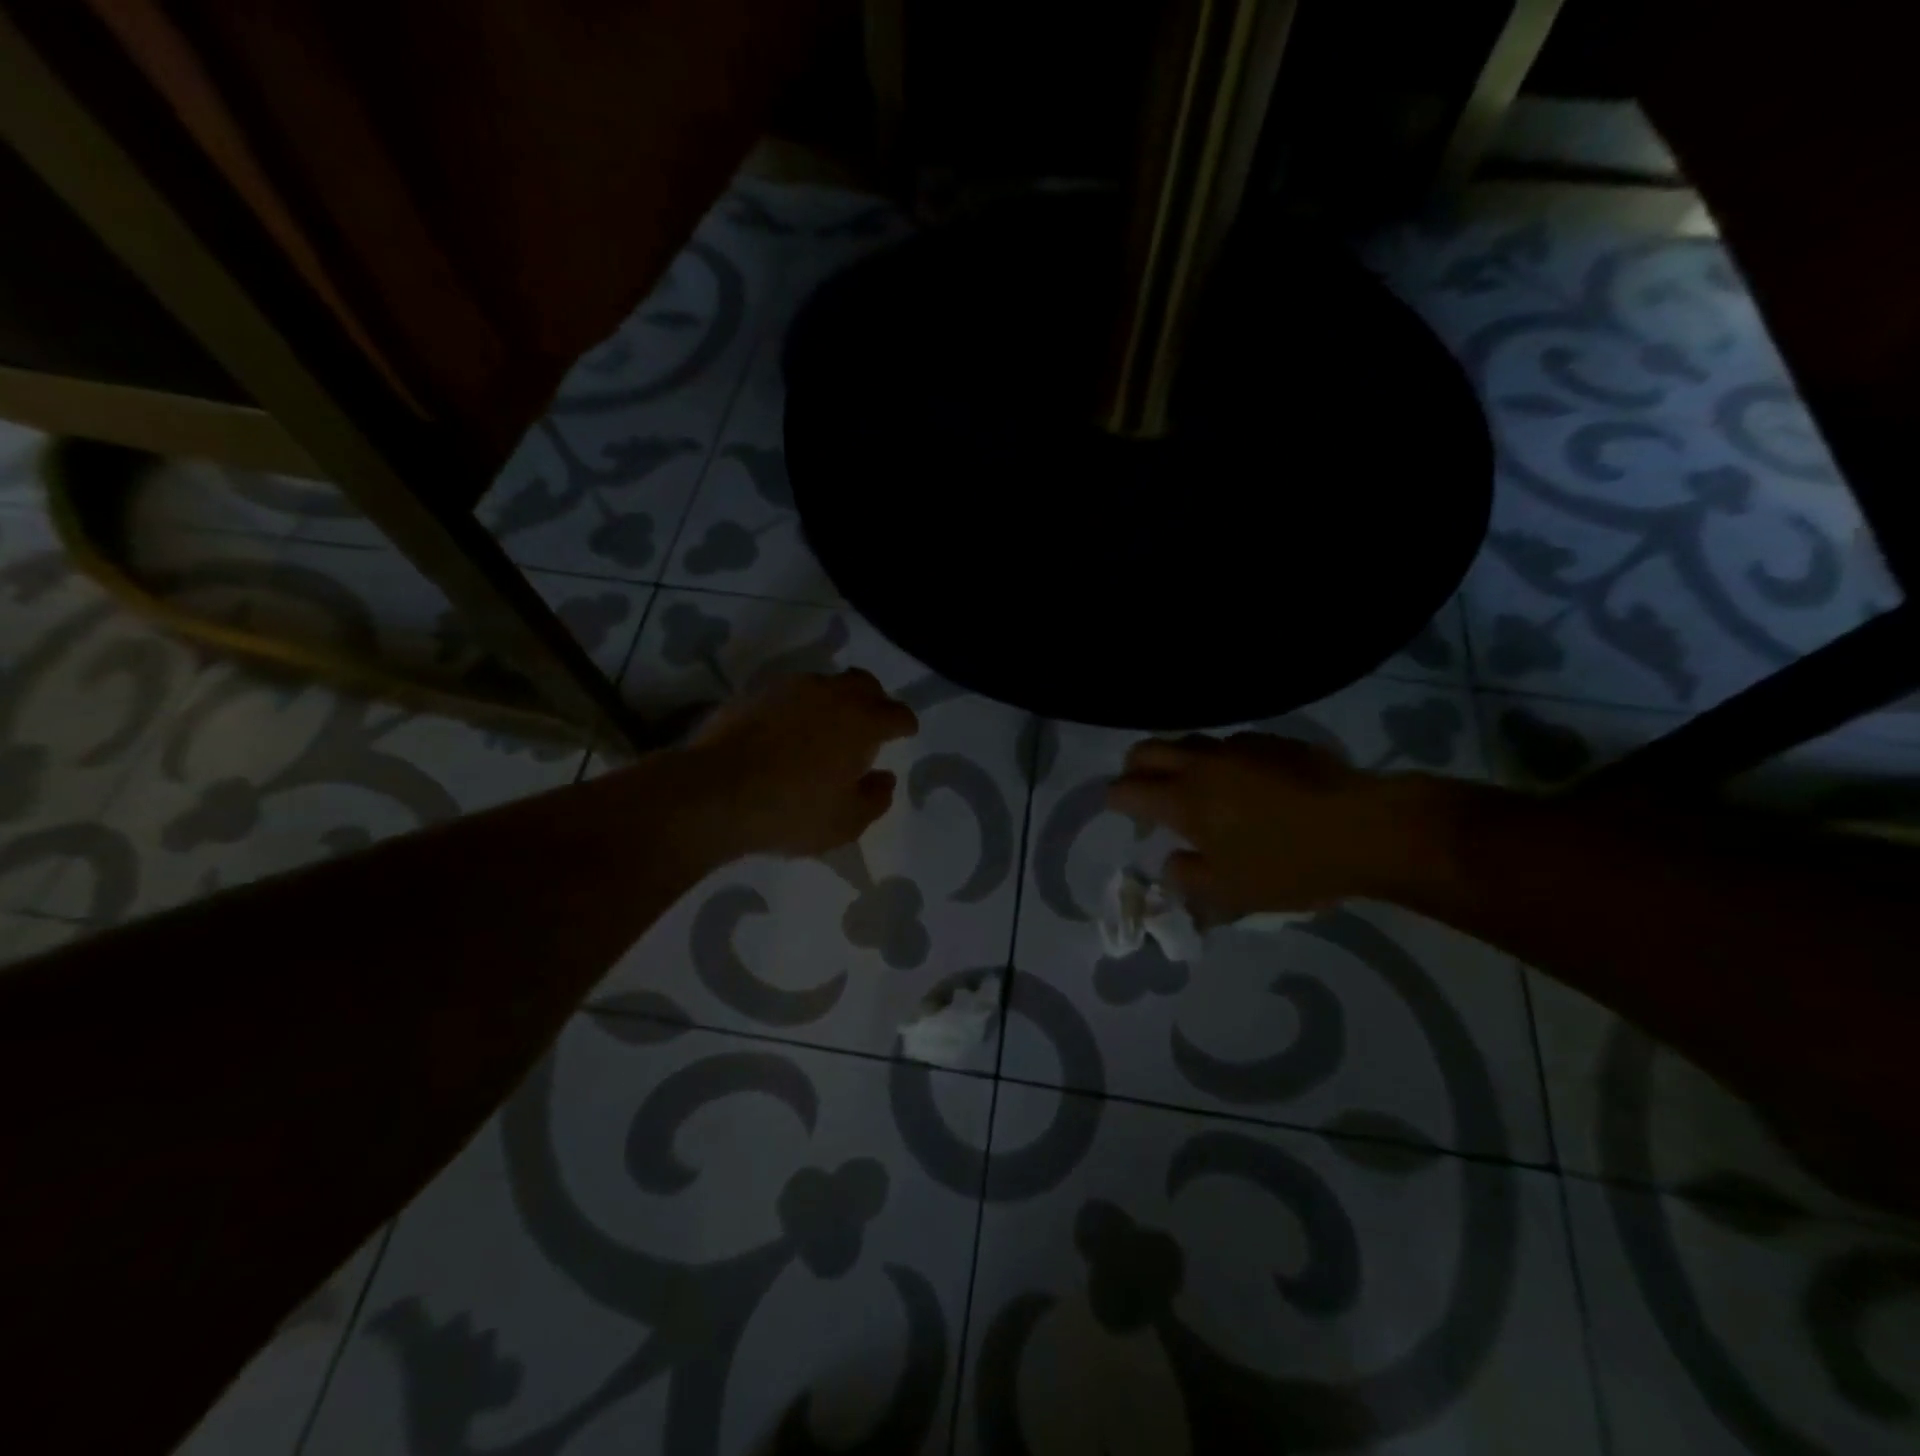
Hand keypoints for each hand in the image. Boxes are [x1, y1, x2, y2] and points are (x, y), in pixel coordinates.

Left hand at [685, 670, 919, 858]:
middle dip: (874, 701)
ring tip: (825, 728)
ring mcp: (790, 688)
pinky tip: (787, 731)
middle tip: (869, 725)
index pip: (897, 713)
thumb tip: (885, 778)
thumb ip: (875, 798)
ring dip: (834, 701)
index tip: (904, 733)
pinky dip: (798, 706)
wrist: (714, 793)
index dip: (904, 724)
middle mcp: (831, 693)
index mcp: (862, 722)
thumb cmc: (791, 812)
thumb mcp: (846, 822)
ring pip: (825, 684)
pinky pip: (790, 692)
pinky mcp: (755, 692)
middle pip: (864, 684)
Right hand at [1106, 733, 1420, 921]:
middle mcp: (1202, 764)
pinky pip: (1229, 744)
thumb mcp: (1231, 894)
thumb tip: (1172, 865)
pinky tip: (1245, 784)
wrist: (1365, 828)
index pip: (1126, 789)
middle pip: (1147, 749)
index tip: (1123, 814)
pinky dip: (1220, 761)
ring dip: (1177, 761)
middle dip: (1134, 768)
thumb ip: (1187, 880)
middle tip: (1144, 792)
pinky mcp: (1272, 742)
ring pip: (1189, 741)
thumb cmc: (1289, 865)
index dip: (1115, 800)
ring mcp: (1238, 746)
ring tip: (1195, 789)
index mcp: (1184, 800)